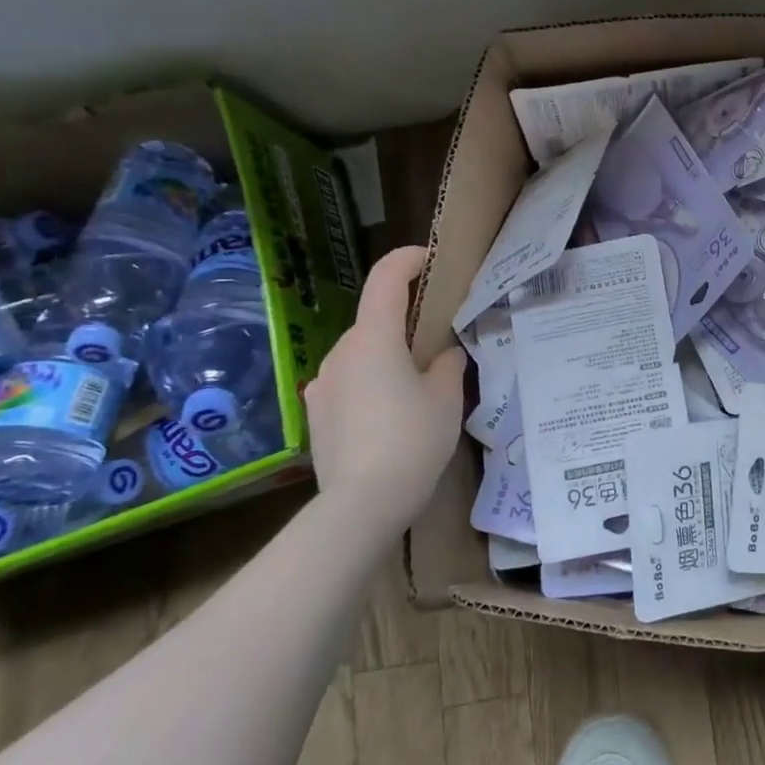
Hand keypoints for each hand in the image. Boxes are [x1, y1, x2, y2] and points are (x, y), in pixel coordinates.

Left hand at [305, 246, 466, 538]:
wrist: (361, 505)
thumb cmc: (412, 439)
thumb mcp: (446, 397)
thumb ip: (447, 364)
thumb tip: (444, 353)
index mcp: (374, 339)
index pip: (386, 278)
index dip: (407, 260)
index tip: (428, 259)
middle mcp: (340, 353)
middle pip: (374, 320)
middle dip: (405, 323)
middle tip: (439, 343)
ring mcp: (322, 384)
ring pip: (361, 354)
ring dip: (387, 356)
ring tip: (418, 386)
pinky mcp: (316, 413)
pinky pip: (349, 382)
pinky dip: (371, 383)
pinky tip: (391, 416)